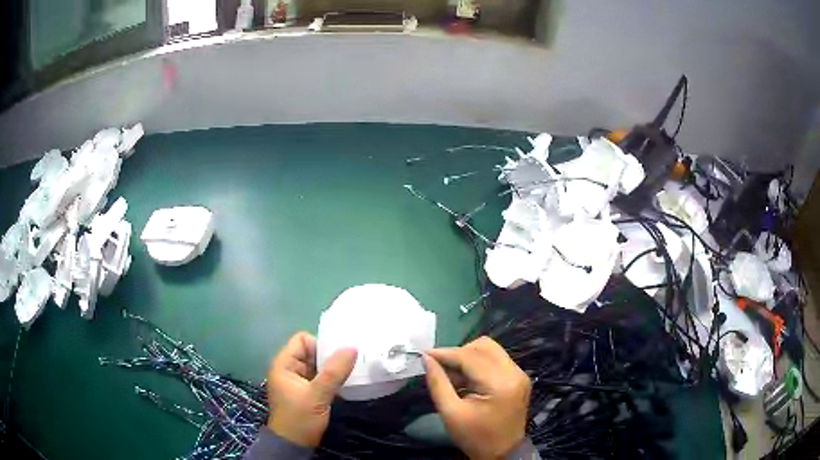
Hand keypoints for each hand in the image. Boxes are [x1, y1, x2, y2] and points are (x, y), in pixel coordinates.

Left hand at [267, 332, 357, 446]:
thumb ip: (334, 372)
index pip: (302, 340)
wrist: (294, 444)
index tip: (336, 358)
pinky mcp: (307, 391)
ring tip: (350, 372)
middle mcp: (290, 368)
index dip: (320, 345)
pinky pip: (320, 377)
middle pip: (311, 351)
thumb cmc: (300, 418)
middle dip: (330, 357)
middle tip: (350, 364)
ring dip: (332, 369)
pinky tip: (345, 384)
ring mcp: (298, 380)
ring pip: (318, 365)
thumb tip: (352, 347)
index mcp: (284, 364)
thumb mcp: (317, 395)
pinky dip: (332, 378)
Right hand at [424, 336, 530, 459]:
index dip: (446, 353)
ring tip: (452, 377)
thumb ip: (438, 383)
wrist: (503, 453)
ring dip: (468, 358)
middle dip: (459, 353)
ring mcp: (519, 374)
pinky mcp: (518, 378)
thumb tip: (427, 359)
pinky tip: (465, 381)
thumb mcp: (451, 413)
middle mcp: (514, 372)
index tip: (424, 355)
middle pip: (484, 346)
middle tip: (441, 368)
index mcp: (500, 383)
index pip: (470, 356)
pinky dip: (477, 365)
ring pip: (490, 351)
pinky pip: (495, 360)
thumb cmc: (475, 437)